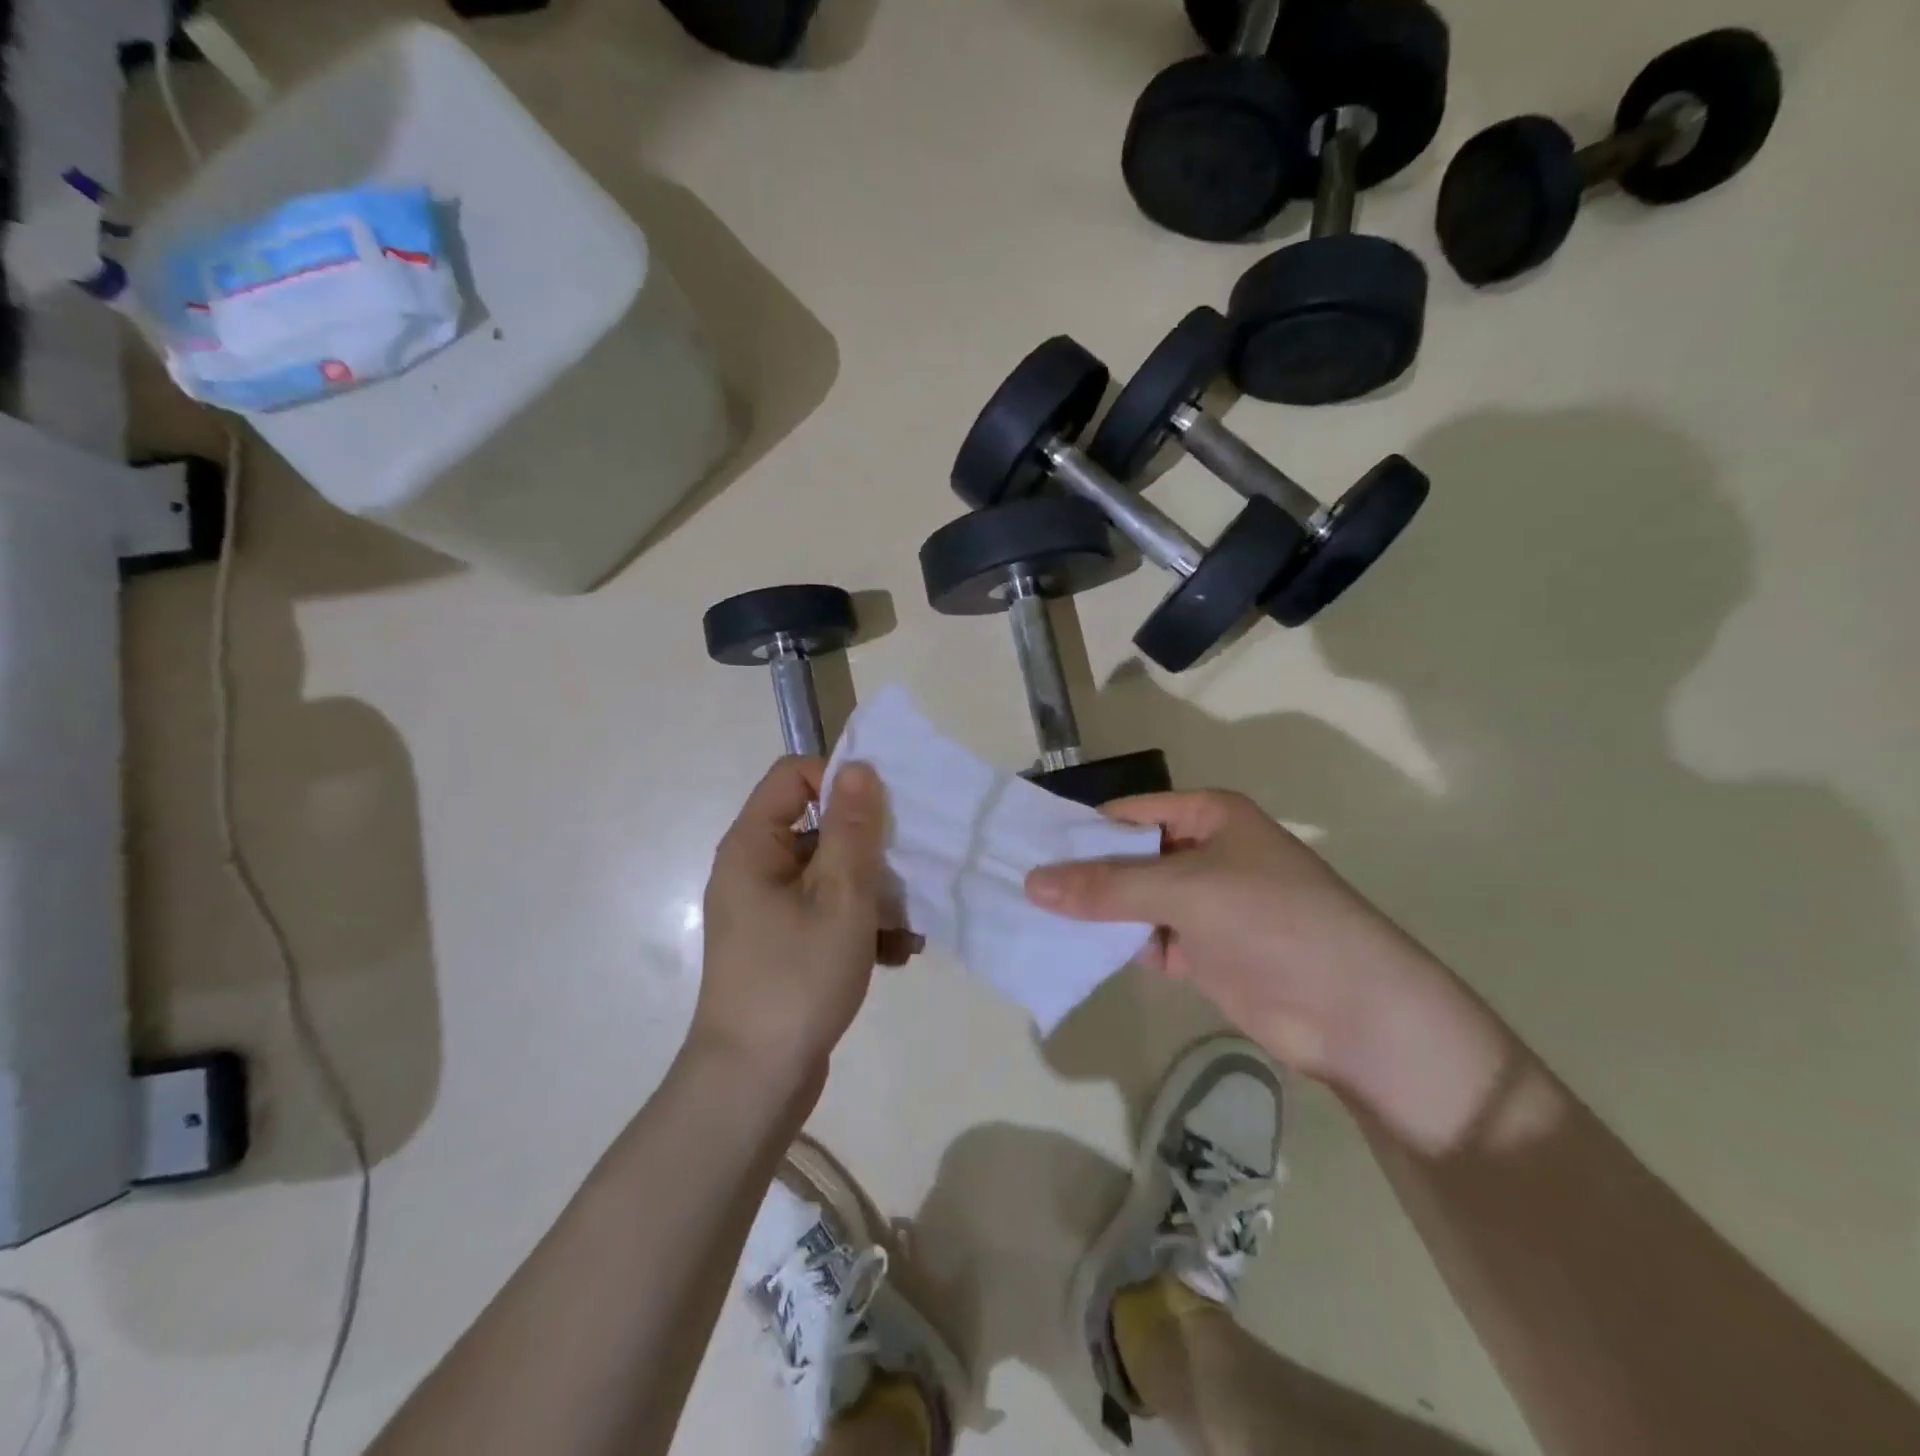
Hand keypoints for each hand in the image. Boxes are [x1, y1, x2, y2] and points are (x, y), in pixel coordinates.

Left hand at [693, 757, 912, 1089]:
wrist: (755, 1083)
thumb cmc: (797, 979)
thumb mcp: (840, 898)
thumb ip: (853, 829)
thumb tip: (859, 767)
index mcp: (755, 845)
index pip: (794, 775)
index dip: (840, 782)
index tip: (883, 815)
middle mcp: (756, 869)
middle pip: (819, 827)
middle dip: (871, 850)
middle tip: (911, 876)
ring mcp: (768, 910)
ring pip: (831, 874)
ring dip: (875, 895)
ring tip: (910, 929)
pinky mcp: (784, 944)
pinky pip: (826, 913)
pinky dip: (861, 926)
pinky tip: (895, 955)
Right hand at [1024, 790, 1461, 1090]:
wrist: (1355, 1012)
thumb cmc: (1273, 922)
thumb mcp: (1186, 891)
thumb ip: (1107, 886)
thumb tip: (1032, 882)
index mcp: (1208, 816)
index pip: (1128, 813)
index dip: (1079, 831)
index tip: (1026, 851)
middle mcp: (1203, 852)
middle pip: (1127, 856)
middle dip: (1081, 875)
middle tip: (1018, 888)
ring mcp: (1203, 905)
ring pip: (1133, 900)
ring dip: (1095, 912)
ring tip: (1032, 919)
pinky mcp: (1202, 951)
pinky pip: (1146, 938)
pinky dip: (1116, 944)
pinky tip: (1073, 951)